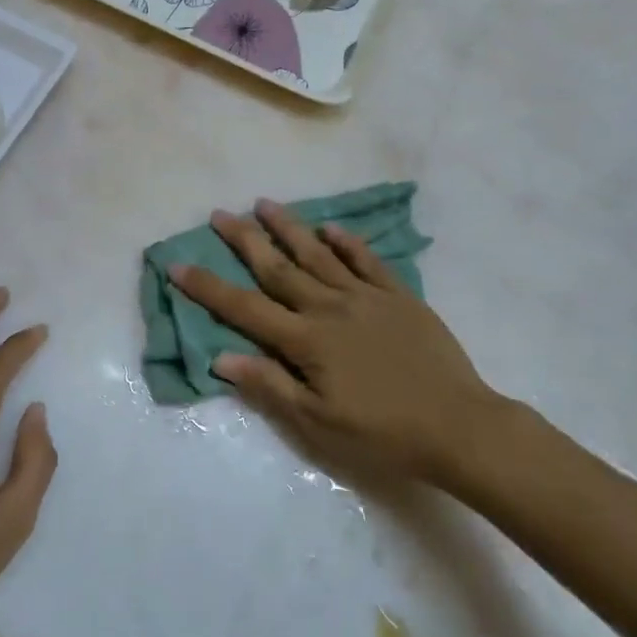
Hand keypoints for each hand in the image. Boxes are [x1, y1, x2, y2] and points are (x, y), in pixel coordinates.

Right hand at [171, 201, 507, 488]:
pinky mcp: (398, 297)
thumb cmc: (383, 433)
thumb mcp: (318, 423)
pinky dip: (347, 242)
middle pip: (278, 267)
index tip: (178, 264)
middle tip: (219, 214)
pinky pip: (367, 260)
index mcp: (306, 340)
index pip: (245, 308)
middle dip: (244, 240)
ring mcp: (366, 296)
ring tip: (264, 203)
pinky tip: (330, 228)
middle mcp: (329, 307)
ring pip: (318, 254)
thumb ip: (270, 386)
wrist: (459, 426)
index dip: (208, 287)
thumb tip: (221, 357)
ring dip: (289, 228)